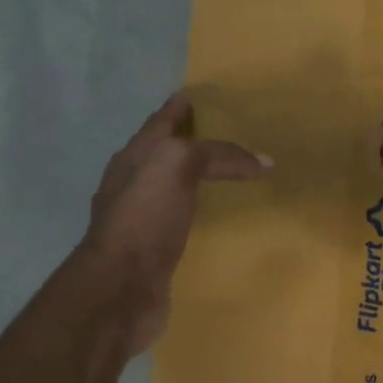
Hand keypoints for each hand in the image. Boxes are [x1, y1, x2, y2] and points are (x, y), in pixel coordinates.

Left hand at [79, 92, 269, 355]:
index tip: (201, 94)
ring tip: (230, 172)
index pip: (161, 122)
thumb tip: (262, 161)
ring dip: (196, 176)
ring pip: (174, 186)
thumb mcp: (177, 164)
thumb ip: (218, 155)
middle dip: (190, 139)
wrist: (120, 289)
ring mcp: (142, 218)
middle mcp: (134, 183)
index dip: (180, 107)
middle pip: (166, 152)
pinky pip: (183, 219)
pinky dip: (200, 210)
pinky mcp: (155, 249)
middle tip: (228, 132)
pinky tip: (217, 215)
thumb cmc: (144, 217)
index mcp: (134, 157)